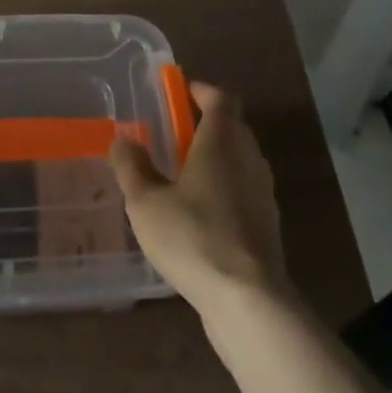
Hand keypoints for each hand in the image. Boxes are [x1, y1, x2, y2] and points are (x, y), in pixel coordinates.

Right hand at [110, 81, 291, 313]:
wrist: (248, 301)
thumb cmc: (193, 237)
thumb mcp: (146, 202)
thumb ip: (132, 167)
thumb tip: (124, 140)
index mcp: (222, 141)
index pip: (221, 99)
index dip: (201, 91)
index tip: (179, 92)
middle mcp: (248, 159)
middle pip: (233, 127)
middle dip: (205, 124)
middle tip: (173, 134)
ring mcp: (263, 193)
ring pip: (239, 160)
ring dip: (215, 159)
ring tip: (182, 175)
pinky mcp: (267, 226)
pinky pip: (244, 191)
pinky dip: (224, 189)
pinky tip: (199, 215)